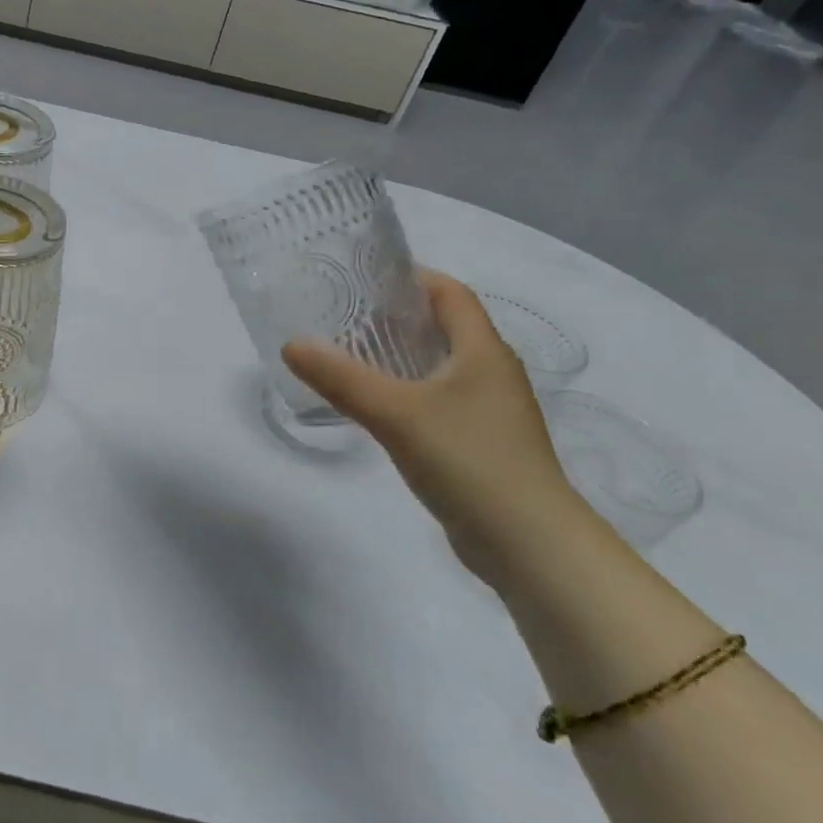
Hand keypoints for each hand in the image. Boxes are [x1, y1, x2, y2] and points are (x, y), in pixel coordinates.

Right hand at [283, 271, 589, 583]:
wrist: (531, 546)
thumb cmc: (470, 461)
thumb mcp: (396, 414)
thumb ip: (341, 378)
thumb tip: (290, 344)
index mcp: (483, 351)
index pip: (450, 293)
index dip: (411, 276)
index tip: (363, 275)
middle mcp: (492, 373)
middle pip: (444, 326)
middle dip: (396, 315)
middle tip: (344, 313)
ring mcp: (490, 411)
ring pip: (441, 365)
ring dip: (400, 355)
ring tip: (350, 353)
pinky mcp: (482, 444)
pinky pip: (440, 400)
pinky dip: (408, 390)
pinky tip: (376, 405)